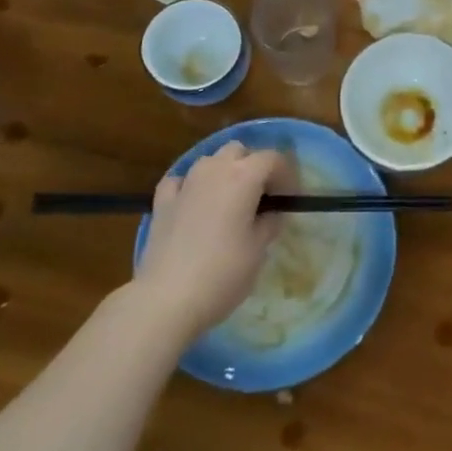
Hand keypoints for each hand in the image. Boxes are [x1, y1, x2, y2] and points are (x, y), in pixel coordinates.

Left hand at [136, 141, 287, 340]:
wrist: (167, 299)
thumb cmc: (223, 273)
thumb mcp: (259, 249)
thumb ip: (270, 221)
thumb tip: (271, 212)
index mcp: (243, 177)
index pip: (273, 158)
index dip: (287, 175)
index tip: (290, 200)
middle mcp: (213, 170)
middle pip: (239, 151)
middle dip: (253, 167)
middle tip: (261, 198)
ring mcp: (184, 184)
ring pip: (209, 161)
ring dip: (224, 173)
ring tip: (229, 202)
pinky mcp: (161, 202)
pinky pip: (181, 180)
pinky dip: (192, 186)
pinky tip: (194, 204)